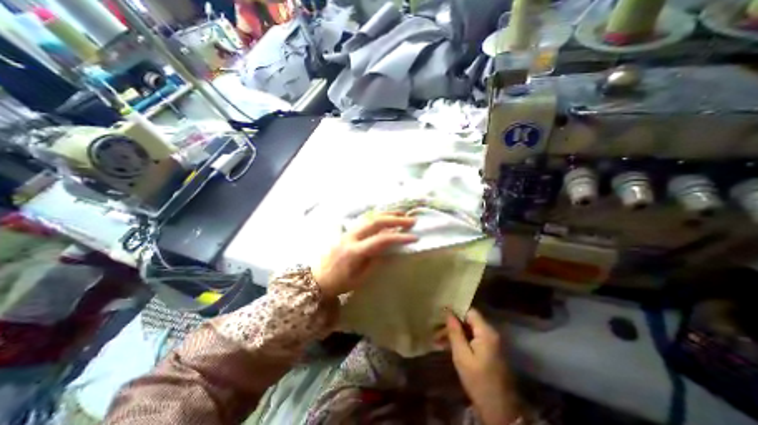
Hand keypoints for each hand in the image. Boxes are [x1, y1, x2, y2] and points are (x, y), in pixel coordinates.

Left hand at [314, 213, 420, 297]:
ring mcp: (347, 232)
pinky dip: (376, 217)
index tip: (414, 237)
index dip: (399, 237)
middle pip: (375, 222)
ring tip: (401, 214)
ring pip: (369, 217)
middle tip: (410, 220)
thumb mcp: (360, 279)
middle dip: (395, 220)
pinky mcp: (346, 232)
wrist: (317, 280)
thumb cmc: (340, 283)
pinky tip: (384, 216)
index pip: (381, 239)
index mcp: (355, 251)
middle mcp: (351, 237)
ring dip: (386, 214)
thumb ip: (375, 262)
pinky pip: (363, 221)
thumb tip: (390, 250)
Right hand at [446, 309, 518, 424]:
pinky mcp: (490, 351)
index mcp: (486, 332)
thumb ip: (455, 332)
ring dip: (455, 334)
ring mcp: (491, 342)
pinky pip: (473, 339)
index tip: (440, 316)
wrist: (500, 412)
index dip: (455, 312)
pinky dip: (461, 341)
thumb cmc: (479, 382)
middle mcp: (491, 333)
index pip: (469, 311)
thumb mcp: (462, 356)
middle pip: (468, 321)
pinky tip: (448, 346)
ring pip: (469, 330)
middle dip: (452, 325)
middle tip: (435, 331)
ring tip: (437, 340)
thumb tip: (447, 312)